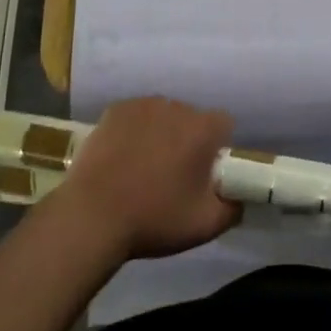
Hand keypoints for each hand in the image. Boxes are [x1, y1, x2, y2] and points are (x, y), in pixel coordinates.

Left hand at [58, 97, 240, 258]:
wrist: (90, 218)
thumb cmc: (154, 219)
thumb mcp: (206, 225)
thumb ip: (234, 208)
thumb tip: (240, 197)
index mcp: (204, 129)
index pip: (224, 126)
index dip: (218, 148)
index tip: (205, 172)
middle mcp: (178, 107)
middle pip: (193, 119)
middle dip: (188, 140)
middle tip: (173, 174)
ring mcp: (144, 105)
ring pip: (164, 115)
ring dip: (161, 133)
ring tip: (143, 166)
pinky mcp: (115, 110)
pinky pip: (136, 116)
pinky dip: (135, 130)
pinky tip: (122, 157)